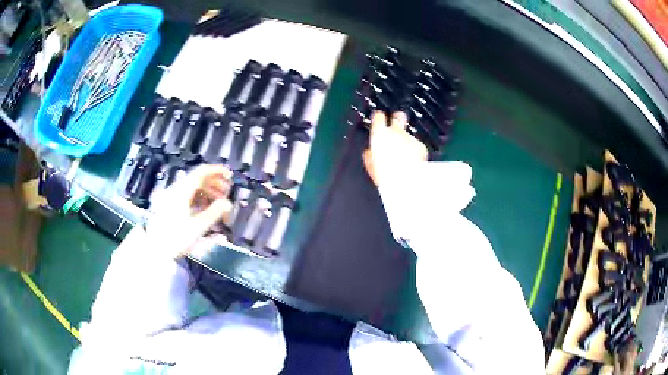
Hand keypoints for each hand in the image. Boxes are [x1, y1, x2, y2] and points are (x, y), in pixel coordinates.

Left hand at [147, 164, 233, 258]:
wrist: (154, 250)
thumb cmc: (176, 238)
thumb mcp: (197, 227)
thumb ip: (214, 213)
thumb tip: (228, 203)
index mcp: (182, 191)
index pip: (202, 172)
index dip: (217, 171)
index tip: (230, 176)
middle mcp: (176, 190)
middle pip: (198, 179)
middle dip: (214, 183)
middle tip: (227, 193)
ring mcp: (171, 197)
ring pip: (192, 187)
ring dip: (207, 192)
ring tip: (218, 203)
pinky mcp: (169, 206)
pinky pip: (187, 195)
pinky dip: (199, 198)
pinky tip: (205, 209)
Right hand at [363, 111, 427, 186]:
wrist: (407, 182)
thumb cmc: (387, 176)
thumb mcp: (372, 166)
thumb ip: (371, 155)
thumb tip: (369, 153)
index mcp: (380, 135)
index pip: (378, 116)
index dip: (378, 118)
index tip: (379, 120)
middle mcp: (396, 132)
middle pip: (398, 117)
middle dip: (398, 119)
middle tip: (397, 124)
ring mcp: (409, 138)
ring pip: (407, 135)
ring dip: (405, 142)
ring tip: (403, 157)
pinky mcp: (420, 146)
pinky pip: (416, 145)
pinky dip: (415, 150)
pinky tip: (412, 161)